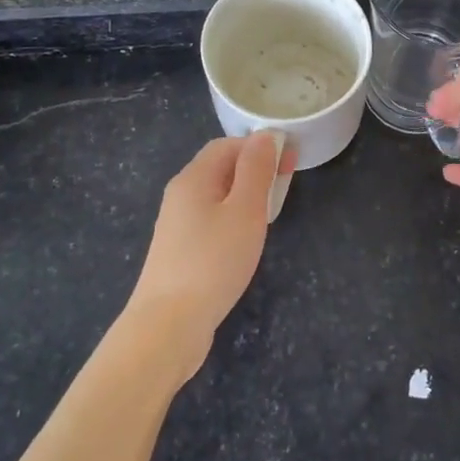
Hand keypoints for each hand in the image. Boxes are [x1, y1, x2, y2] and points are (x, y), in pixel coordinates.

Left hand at [129, 132, 293, 380]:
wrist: (168, 324)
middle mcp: (181, 195)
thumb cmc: (213, 260)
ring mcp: (177, 224)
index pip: (228, 145)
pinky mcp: (179, 251)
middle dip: (255, 170)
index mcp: (194, 178)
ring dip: (246, 196)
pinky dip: (233, 219)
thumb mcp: (245, 210)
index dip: (260, 146)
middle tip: (285, 186)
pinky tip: (245, 241)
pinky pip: (211, 220)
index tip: (291, 161)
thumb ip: (256, 170)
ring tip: (271, 213)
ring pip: (216, 196)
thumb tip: (264, 136)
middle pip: (220, 168)